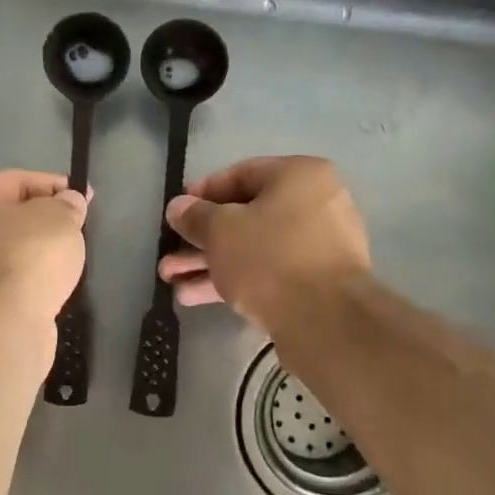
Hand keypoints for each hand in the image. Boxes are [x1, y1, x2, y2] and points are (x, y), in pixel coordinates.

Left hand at [0, 170, 88, 327]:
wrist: (1, 326)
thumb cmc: (28, 256)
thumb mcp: (60, 218)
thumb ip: (68, 204)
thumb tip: (69, 202)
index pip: (20, 180)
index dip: (57, 186)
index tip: (86, 198)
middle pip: (12, 215)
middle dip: (46, 221)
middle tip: (79, 230)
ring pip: (10, 249)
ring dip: (38, 253)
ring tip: (69, 260)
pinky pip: (10, 278)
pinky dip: (30, 279)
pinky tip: (51, 286)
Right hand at [159, 156, 371, 329]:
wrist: (325, 320)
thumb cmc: (270, 257)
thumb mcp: (220, 230)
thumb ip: (195, 215)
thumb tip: (178, 207)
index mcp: (300, 176)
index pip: (241, 174)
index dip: (202, 192)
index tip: (177, 212)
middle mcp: (316, 204)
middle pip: (246, 216)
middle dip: (201, 238)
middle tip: (169, 255)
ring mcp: (320, 246)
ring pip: (254, 248)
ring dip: (211, 263)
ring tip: (172, 281)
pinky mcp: (317, 283)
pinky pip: (269, 272)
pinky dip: (235, 280)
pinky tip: (194, 297)